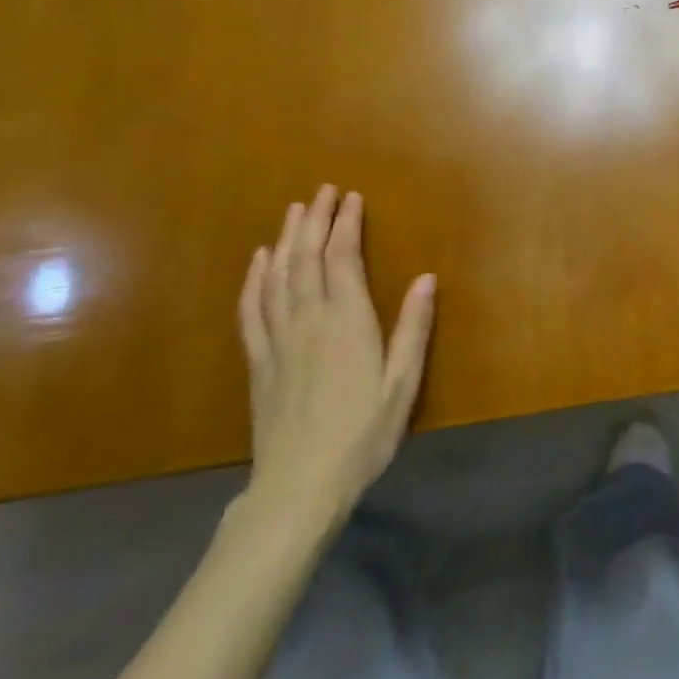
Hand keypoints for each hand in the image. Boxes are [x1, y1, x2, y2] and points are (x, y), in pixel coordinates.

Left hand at [235, 185, 435, 539]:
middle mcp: (309, 320)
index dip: (346, 224)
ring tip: (294, 210)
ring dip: (287, 239)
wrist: (299, 487)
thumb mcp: (402, 384)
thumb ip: (413, 329)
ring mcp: (278, 340)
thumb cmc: (363, 435)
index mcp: (348, 323)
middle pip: (307, 259)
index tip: (351, 197)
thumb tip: (426, 277)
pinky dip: (255, 279)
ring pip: (278, 276)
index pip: (343, 259)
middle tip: (322, 190)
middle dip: (315, 220)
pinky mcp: (258, 362)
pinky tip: (259, 261)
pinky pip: (252, 309)